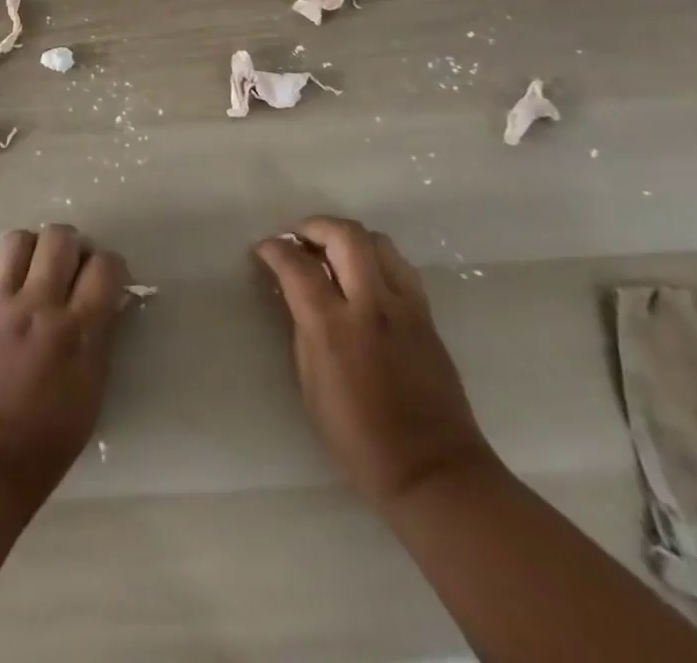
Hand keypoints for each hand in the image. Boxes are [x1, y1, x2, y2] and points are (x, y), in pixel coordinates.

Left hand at [0, 225, 129, 496]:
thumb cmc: (46, 438)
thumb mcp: (92, 390)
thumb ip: (102, 336)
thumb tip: (109, 299)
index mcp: (77, 330)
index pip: (105, 266)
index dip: (111, 266)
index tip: (105, 280)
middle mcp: (39, 305)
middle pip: (60, 237)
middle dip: (71, 245)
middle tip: (69, 268)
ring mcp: (0, 303)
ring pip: (18, 238)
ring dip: (32, 249)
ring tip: (33, 271)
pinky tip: (3, 285)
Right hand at [255, 216, 496, 508]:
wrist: (433, 470)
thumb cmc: (359, 438)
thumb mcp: (311, 385)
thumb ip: (302, 329)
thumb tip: (294, 293)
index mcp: (333, 328)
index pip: (297, 266)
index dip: (274, 249)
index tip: (263, 249)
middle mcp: (370, 305)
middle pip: (345, 235)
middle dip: (315, 225)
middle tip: (298, 236)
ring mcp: (404, 306)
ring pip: (377, 241)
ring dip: (348, 237)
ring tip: (332, 251)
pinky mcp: (427, 314)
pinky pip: (399, 265)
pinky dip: (375, 257)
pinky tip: (364, 275)